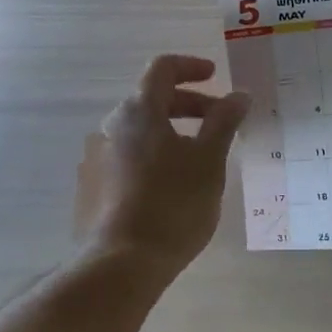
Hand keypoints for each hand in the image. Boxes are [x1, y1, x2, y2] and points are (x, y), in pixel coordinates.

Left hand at [75, 54, 250, 278]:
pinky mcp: (91, 187)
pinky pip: (127, 157)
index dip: (191, 66)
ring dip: (170, 132)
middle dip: (189, 104)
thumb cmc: (172, 204)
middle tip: (219, 121)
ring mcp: (96, 158)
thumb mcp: (209, 160)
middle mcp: (110, 126)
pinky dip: (153, 156)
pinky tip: (171, 185)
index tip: (216, 76)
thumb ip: (224, 121)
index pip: (163, 68)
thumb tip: (239, 94)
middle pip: (151, 99)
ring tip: (199, 157)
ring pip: (139, 131)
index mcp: (138, 111)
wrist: (120, 265)